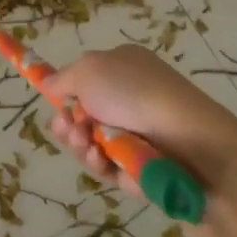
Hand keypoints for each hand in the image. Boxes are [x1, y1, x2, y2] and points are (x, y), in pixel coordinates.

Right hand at [44, 45, 236, 197]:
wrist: (186, 139)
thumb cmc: (134, 92)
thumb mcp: (88, 69)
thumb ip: (62, 79)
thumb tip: (49, 84)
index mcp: (122, 68)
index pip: (86, 80)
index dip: (67, 93)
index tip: (56, 103)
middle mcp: (129, 99)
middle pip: (82, 116)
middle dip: (67, 123)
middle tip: (68, 127)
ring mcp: (134, 134)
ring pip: (89, 144)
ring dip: (78, 144)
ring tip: (85, 143)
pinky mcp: (137, 167)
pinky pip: (105, 167)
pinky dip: (97, 163)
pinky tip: (100, 159)